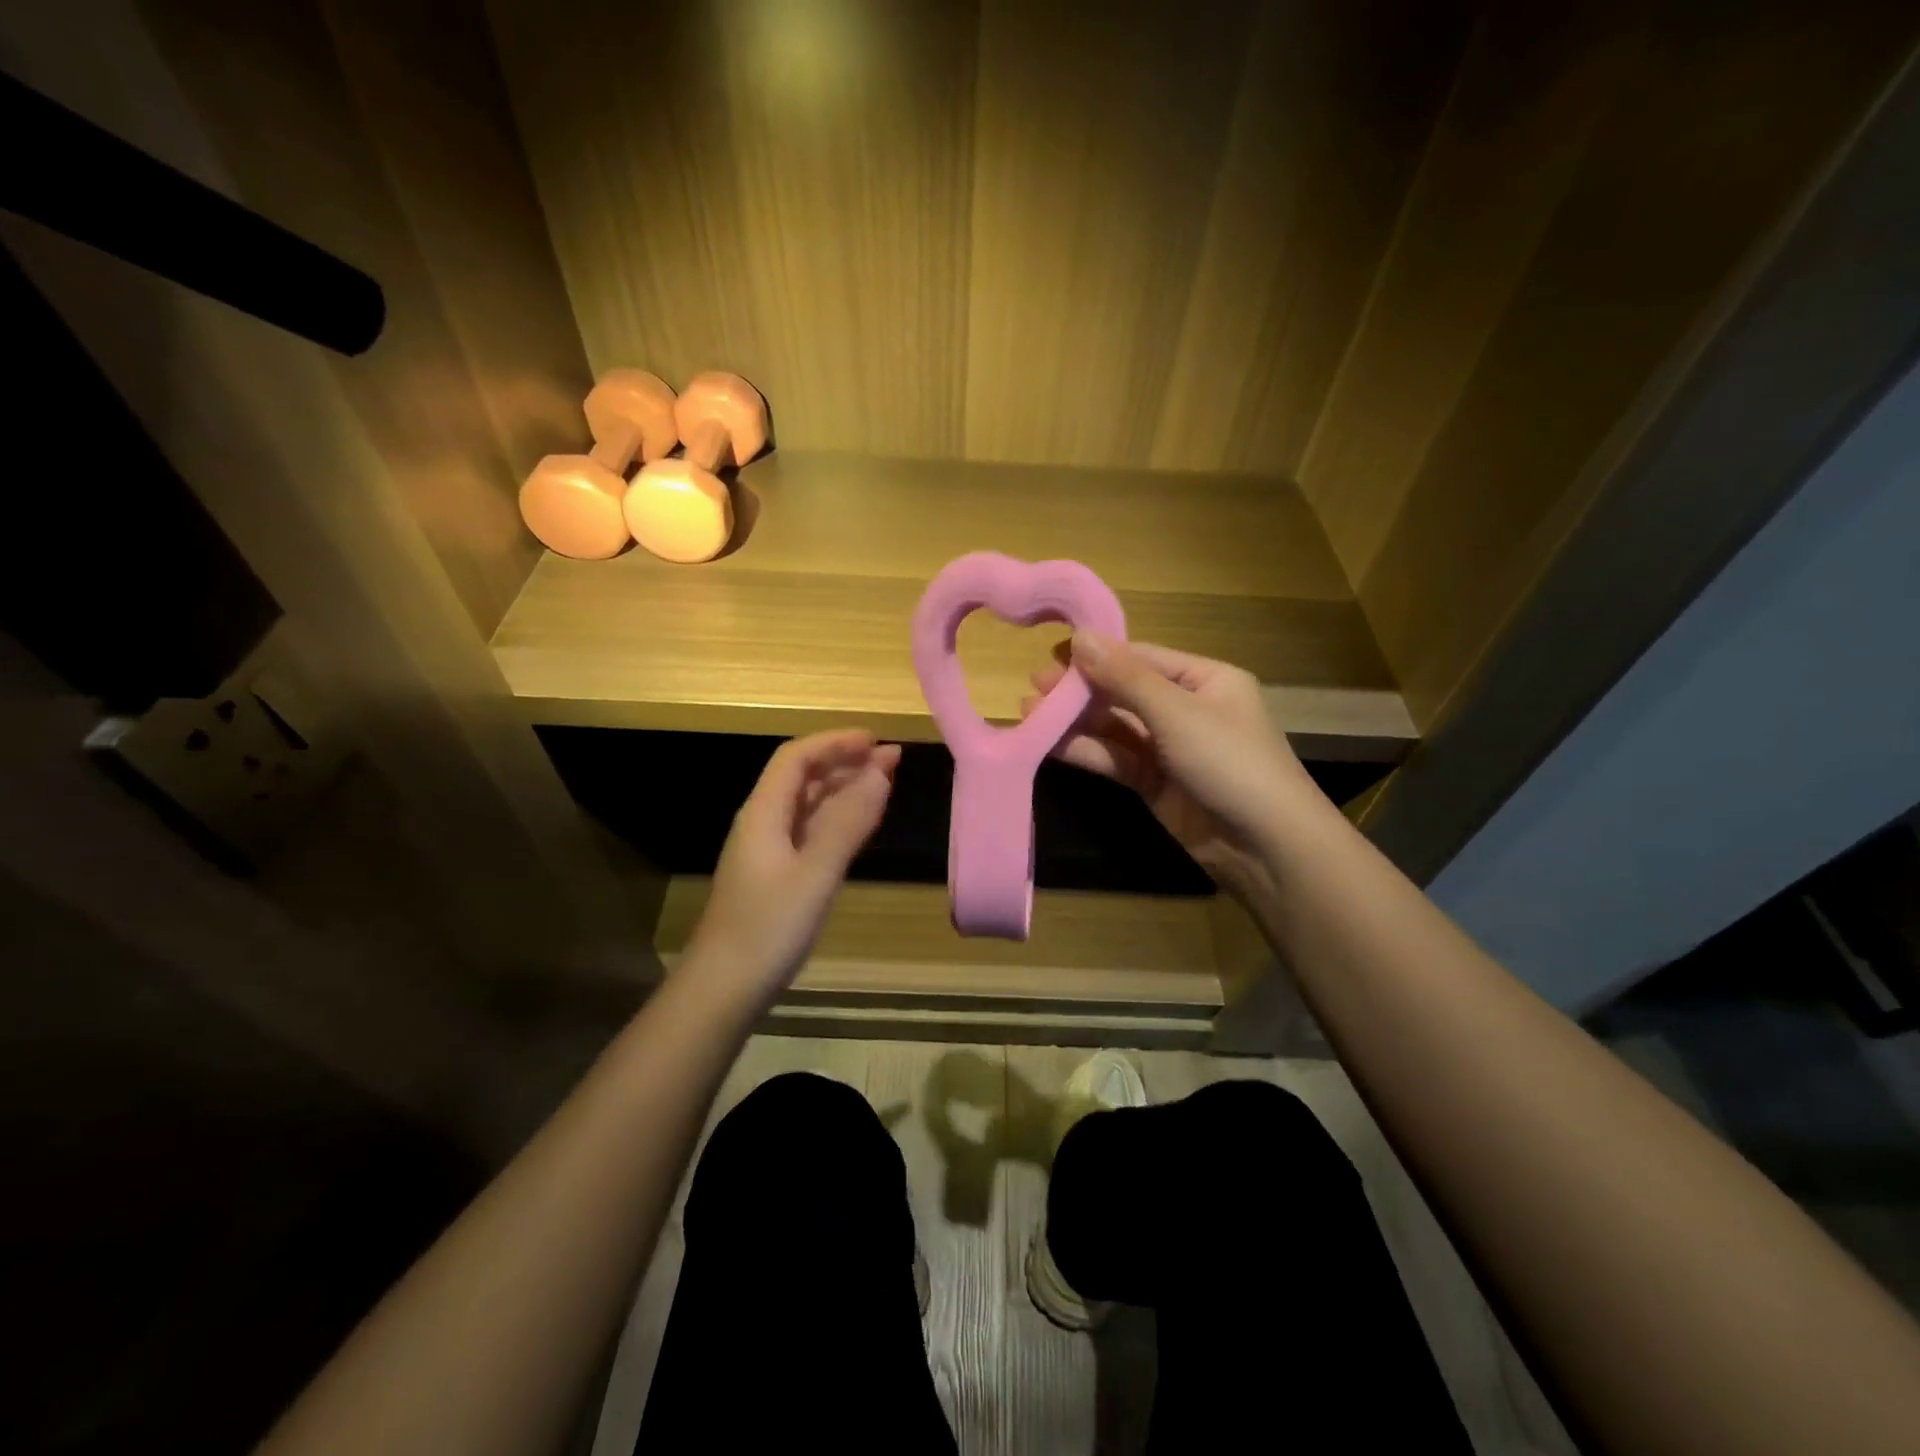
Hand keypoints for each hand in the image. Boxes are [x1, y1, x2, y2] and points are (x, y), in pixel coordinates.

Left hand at [686, 729, 900, 1000]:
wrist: (724, 990)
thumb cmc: (768, 929)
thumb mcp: (815, 873)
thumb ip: (848, 822)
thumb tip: (881, 771)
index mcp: (764, 813)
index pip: (797, 757)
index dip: (836, 743)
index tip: (877, 741)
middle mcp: (764, 823)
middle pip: (803, 777)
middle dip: (846, 761)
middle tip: (892, 759)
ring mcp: (770, 851)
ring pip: (809, 805)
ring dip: (844, 789)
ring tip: (885, 783)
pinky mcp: (778, 876)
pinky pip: (811, 832)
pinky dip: (838, 819)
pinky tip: (860, 824)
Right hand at [1023, 634, 1325, 901]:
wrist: (1266, 847)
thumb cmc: (1231, 762)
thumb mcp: (1178, 713)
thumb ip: (1125, 677)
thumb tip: (1080, 636)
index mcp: (1204, 679)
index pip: (1142, 657)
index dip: (1098, 654)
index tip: (1051, 653)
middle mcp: (1185, 708)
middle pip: (1124, 691)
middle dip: (1080, 689)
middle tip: (1033, 686)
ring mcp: (1168, 748)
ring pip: (1114, 727)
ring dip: (1075, 721)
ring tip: (1029, 712)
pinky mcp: (1154, 783)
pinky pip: (1114, 758)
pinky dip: (1085, 751)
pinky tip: (1050, 744)